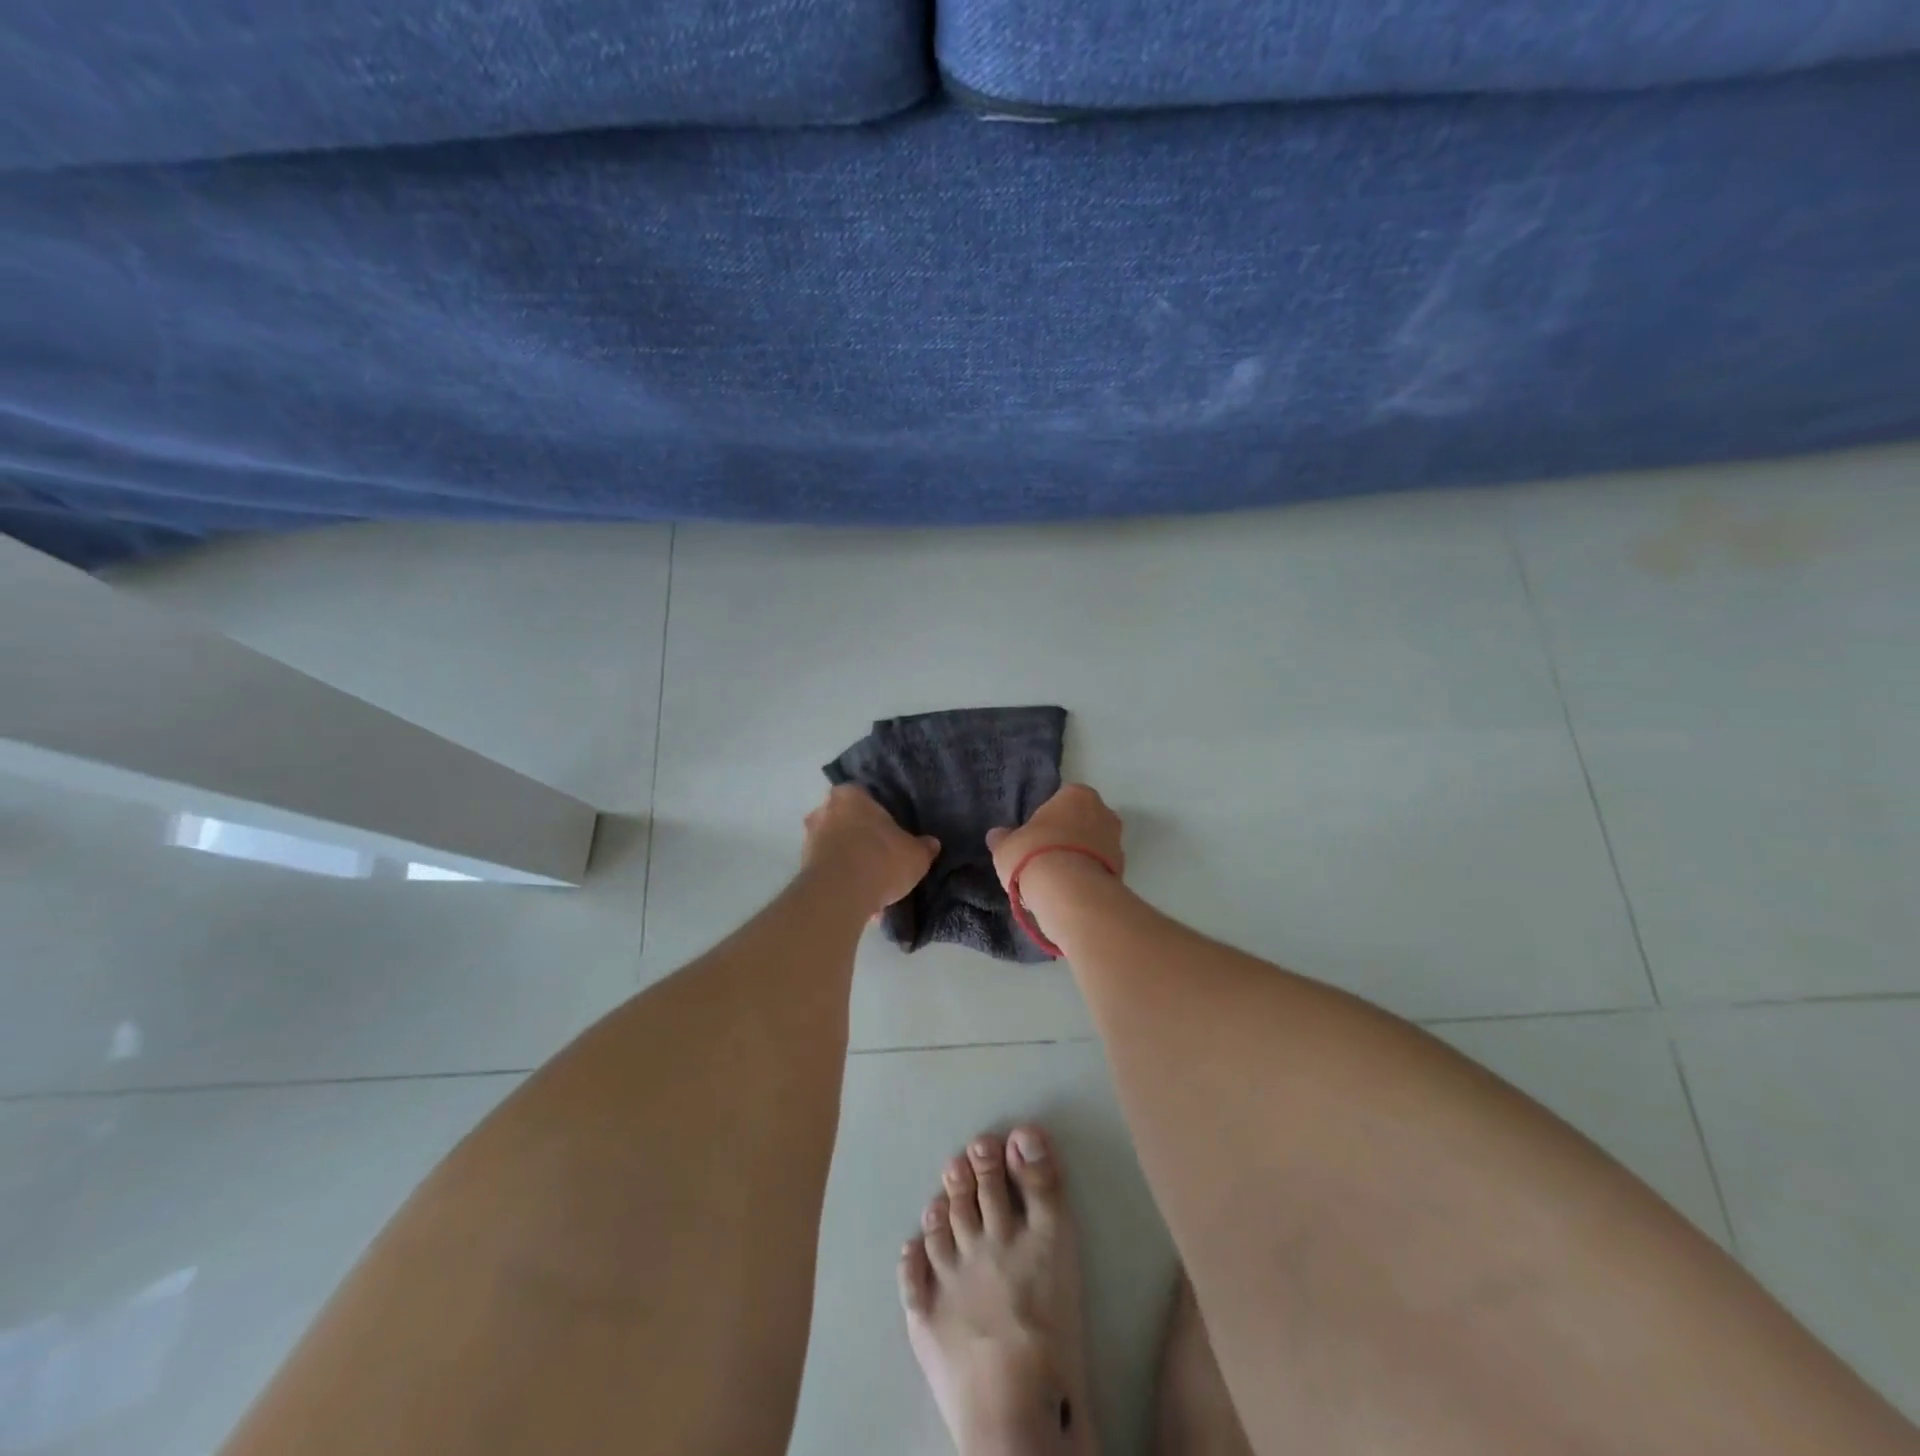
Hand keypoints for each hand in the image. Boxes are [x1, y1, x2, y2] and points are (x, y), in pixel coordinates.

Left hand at [803, 785, 939, 912]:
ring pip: (835, 847)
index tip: (889, 829)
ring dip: (850, 862)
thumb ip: (923, 847)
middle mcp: (824, 810)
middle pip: (846, 820)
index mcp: (850, 795)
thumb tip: (931, 844)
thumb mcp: (915, 854)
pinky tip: (860, 900)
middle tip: (881, 856)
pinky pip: (828, 871)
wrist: (840, 894)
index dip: (877, 812)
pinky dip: (841, 882)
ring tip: (872, 885)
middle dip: (860, 837)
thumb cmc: (881, 859)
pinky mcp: (802, 868)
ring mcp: (809, 839)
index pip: (863, 795)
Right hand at [985, 784, 1124, 894]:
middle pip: (1083, 820)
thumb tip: (997, 835)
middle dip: (1068, 835)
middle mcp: (1104, 812)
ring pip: (1094, 846)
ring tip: (1056, 878)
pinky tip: (1069, 891)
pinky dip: (1087, 876)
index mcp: (1077, 794)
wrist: (1071, 895)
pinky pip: (1099, 869)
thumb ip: (1003, 838)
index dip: (1048, 816)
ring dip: (1079, 857)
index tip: (1036, 833)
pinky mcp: (1122, 872)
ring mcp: (1117, 842)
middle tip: (1045, 854)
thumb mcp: (1006, 846)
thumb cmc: (1035, 855)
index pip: (1062, 797)